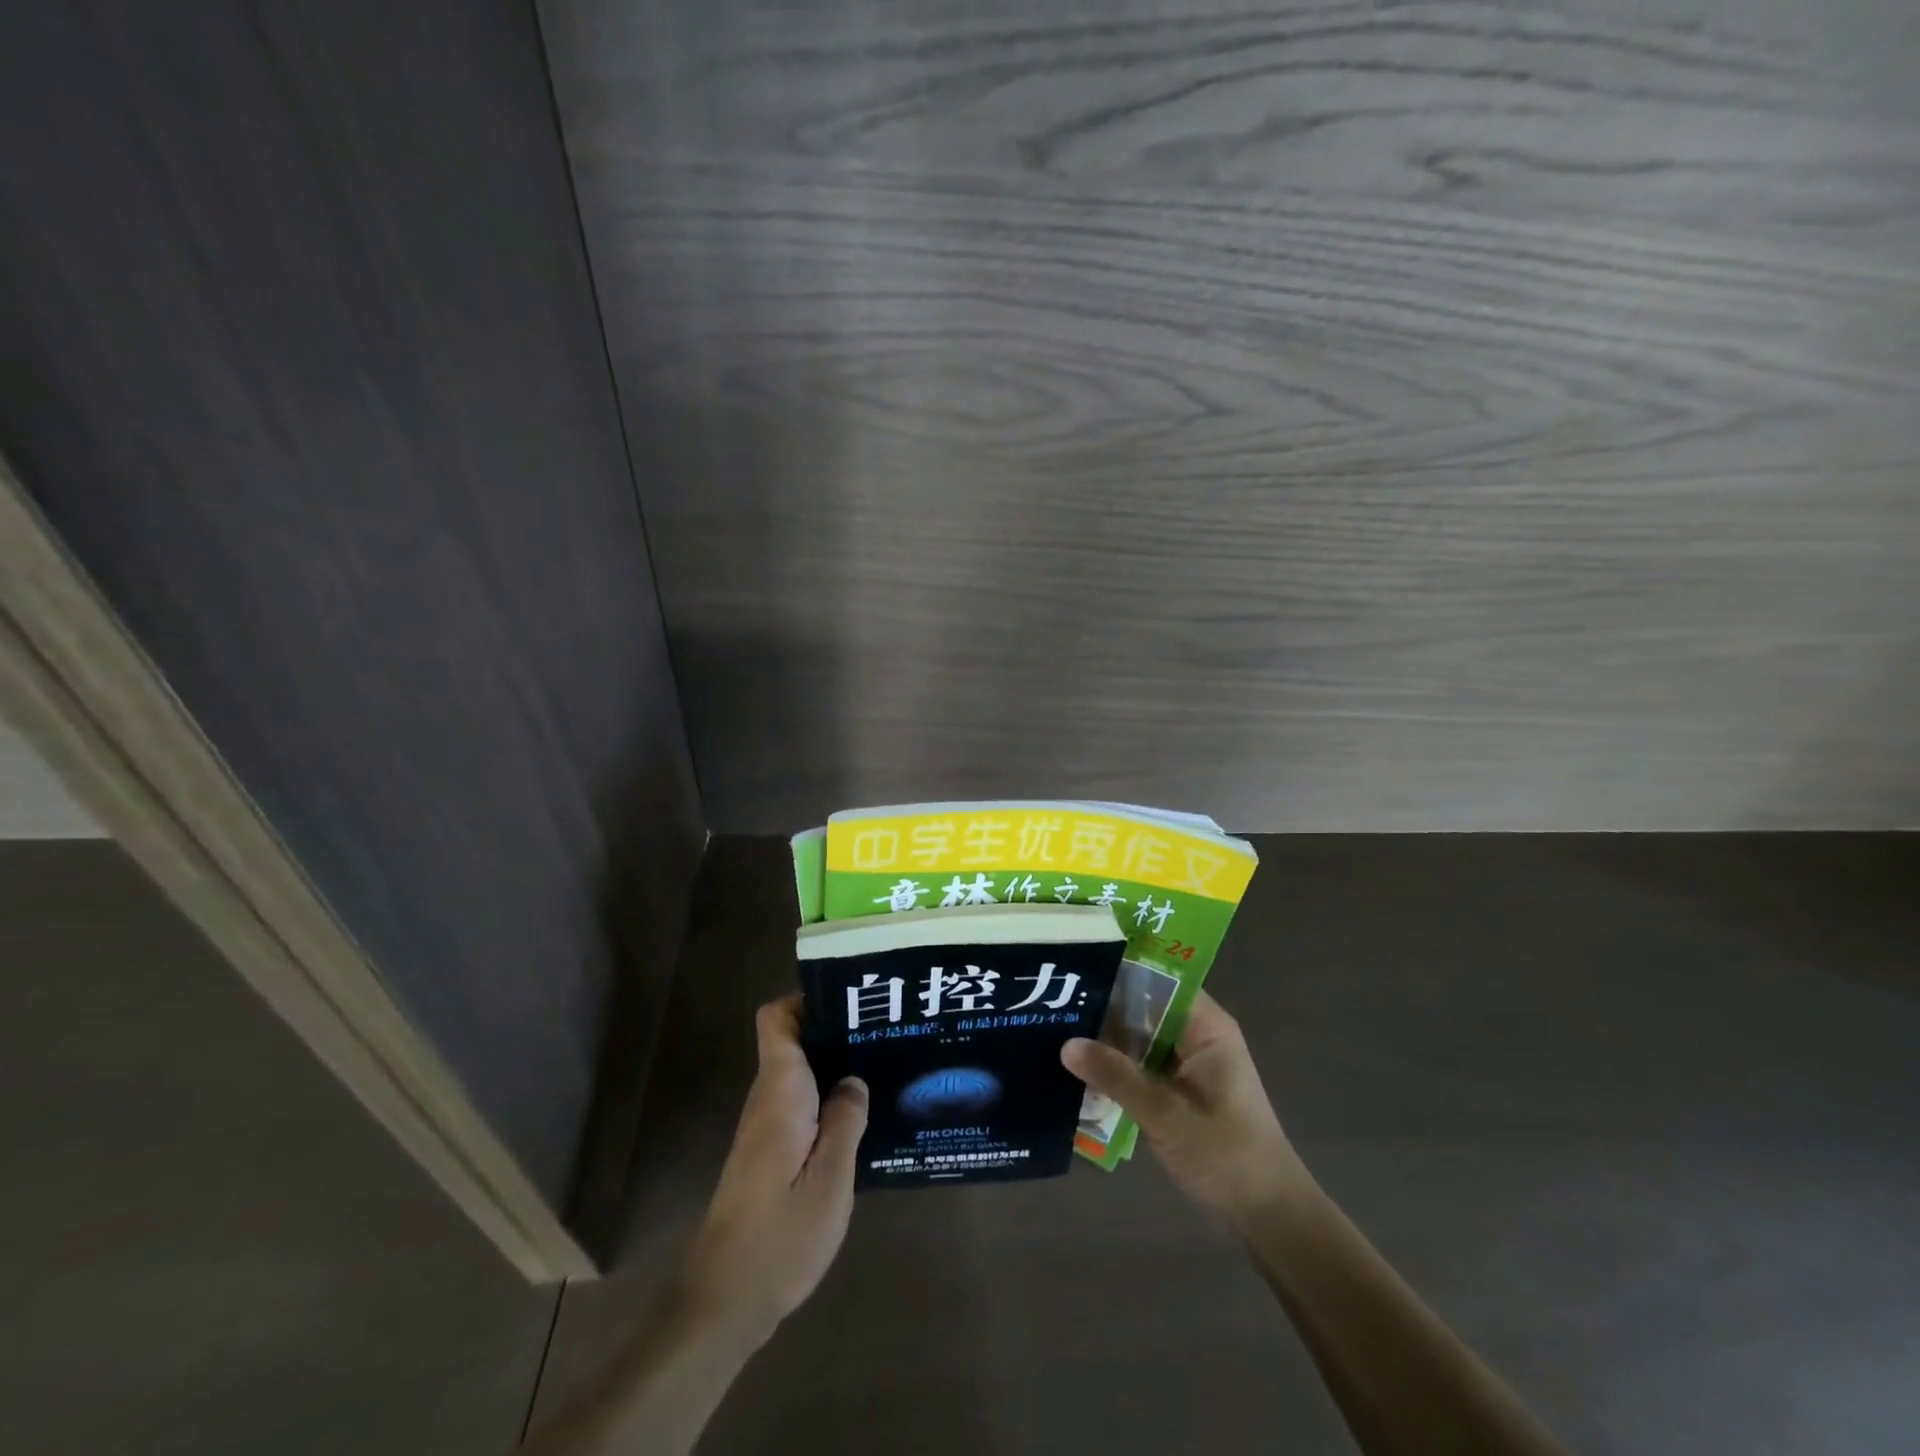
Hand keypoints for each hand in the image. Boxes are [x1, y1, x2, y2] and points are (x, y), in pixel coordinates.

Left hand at [678, 995, 867, 1341]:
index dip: (806, 1000)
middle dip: (834, 1029)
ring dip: (834, 1064)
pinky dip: (827, 1096)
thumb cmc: (780, 1238)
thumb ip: (845, 1121)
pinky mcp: (769, 1152)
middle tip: (884, 1031)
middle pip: (793, 1040)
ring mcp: (766, 1126)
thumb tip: (854, 1078)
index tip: (850, 1003)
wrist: (724, 1302)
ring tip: (883, 1065)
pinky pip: (800, 1102)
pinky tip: (862, 1115)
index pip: (776, 1020)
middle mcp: (767, 1099)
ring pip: (799, 1072)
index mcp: (780, 1093)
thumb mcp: (829, 1181)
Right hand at [1063, 991, 1311, 1229]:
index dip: (1118, 971)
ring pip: (1138, 1038)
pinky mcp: (1178, 1092)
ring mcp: (1187, 1065)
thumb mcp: (1166, 1114)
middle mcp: (1196, 1036)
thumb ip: (1116, 1076)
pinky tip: (1076, 1069)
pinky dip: (1115, 1067)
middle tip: (1051, 1003)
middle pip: (1143, 1007)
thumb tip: (1065, 1043)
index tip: (1074, 969)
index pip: (1157, 980)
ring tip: (1052, 1028)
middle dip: (1103, 1007)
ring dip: (1105, 1040)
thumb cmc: (1227, 1156)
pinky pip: (1140, 1066)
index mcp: (1206, 1026)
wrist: (1270, 1219)